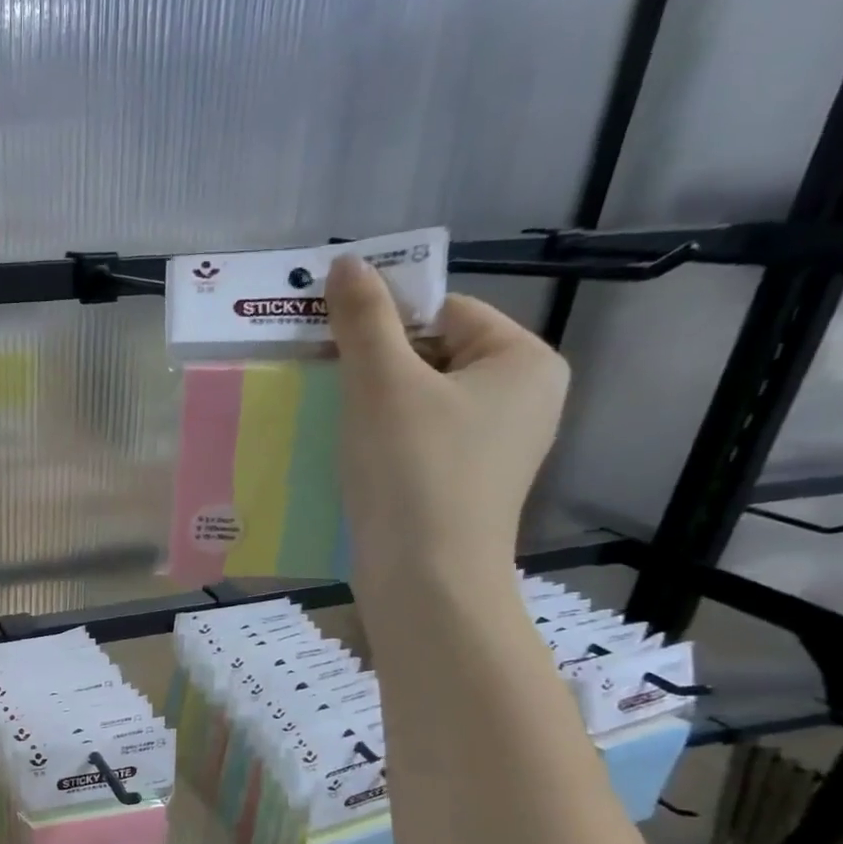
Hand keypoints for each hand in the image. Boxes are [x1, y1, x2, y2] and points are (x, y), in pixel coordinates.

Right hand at [325, 255, 568, 590]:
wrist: (425, 580)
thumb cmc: (413, 472)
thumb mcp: (382, 385)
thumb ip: (364, 320)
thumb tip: (347, 262)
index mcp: (522, 361)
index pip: (446, 311)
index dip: (384, 318)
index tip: (328, 339)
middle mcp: (522, 398)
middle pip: (433, 356)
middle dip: (373, 364)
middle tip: (320, 376)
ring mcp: (496, 447)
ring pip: (420, 402)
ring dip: (369, 403)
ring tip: (326, 415)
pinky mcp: (464, 485)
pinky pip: (418, 440)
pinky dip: (380, 439)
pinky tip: (346, 453)